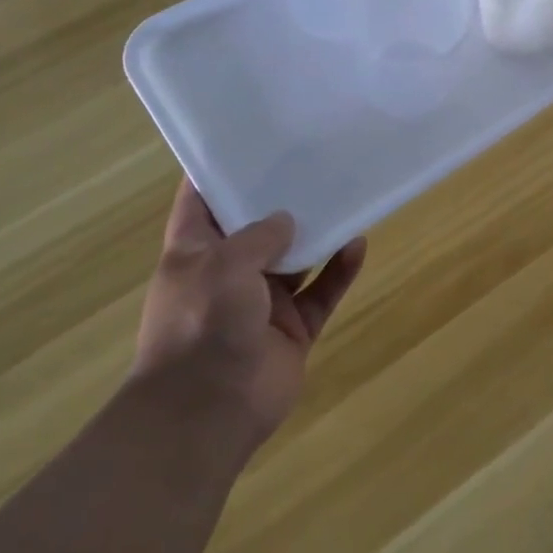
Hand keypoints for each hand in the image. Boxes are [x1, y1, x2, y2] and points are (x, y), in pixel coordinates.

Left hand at [131, 180, 365, 442]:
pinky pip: (321, 292)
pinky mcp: (292, 329)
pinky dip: (339, 271)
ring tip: (344, 197)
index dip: (220, 170)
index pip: (202, 202)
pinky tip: (359, 245)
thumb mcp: (223, 265)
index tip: (250, 140)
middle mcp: (227, 273)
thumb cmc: (201, 325)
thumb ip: (258, 236)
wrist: (207, 412)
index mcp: (194, 253)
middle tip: (313, 162)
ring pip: (296, 259)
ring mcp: (261, 303)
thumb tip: (286, 219)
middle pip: (257, 228)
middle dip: (281, 200)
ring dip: (317, 234)